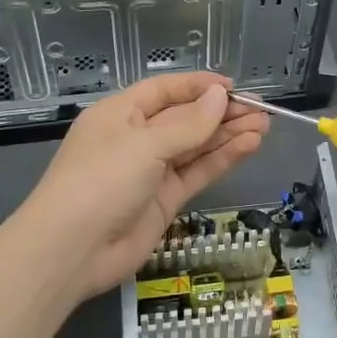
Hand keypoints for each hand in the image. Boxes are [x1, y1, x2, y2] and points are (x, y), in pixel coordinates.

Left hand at [16, 72, 267, 304]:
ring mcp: (151, 171)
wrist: (71, 251)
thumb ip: (188, 124)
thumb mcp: (144, 145)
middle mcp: (137, 139)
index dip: (199, 86)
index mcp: (120, 114)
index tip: (234, 87)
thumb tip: (220, 96)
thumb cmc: (100, 181)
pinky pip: (197, 173)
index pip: (165, 91)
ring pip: (196, 146)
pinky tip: (249, 147)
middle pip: (185, 119)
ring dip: (228, 135)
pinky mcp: (165, 200)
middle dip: (222, 113)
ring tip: (264, 126)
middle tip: (262, 110)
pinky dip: (222, 160)